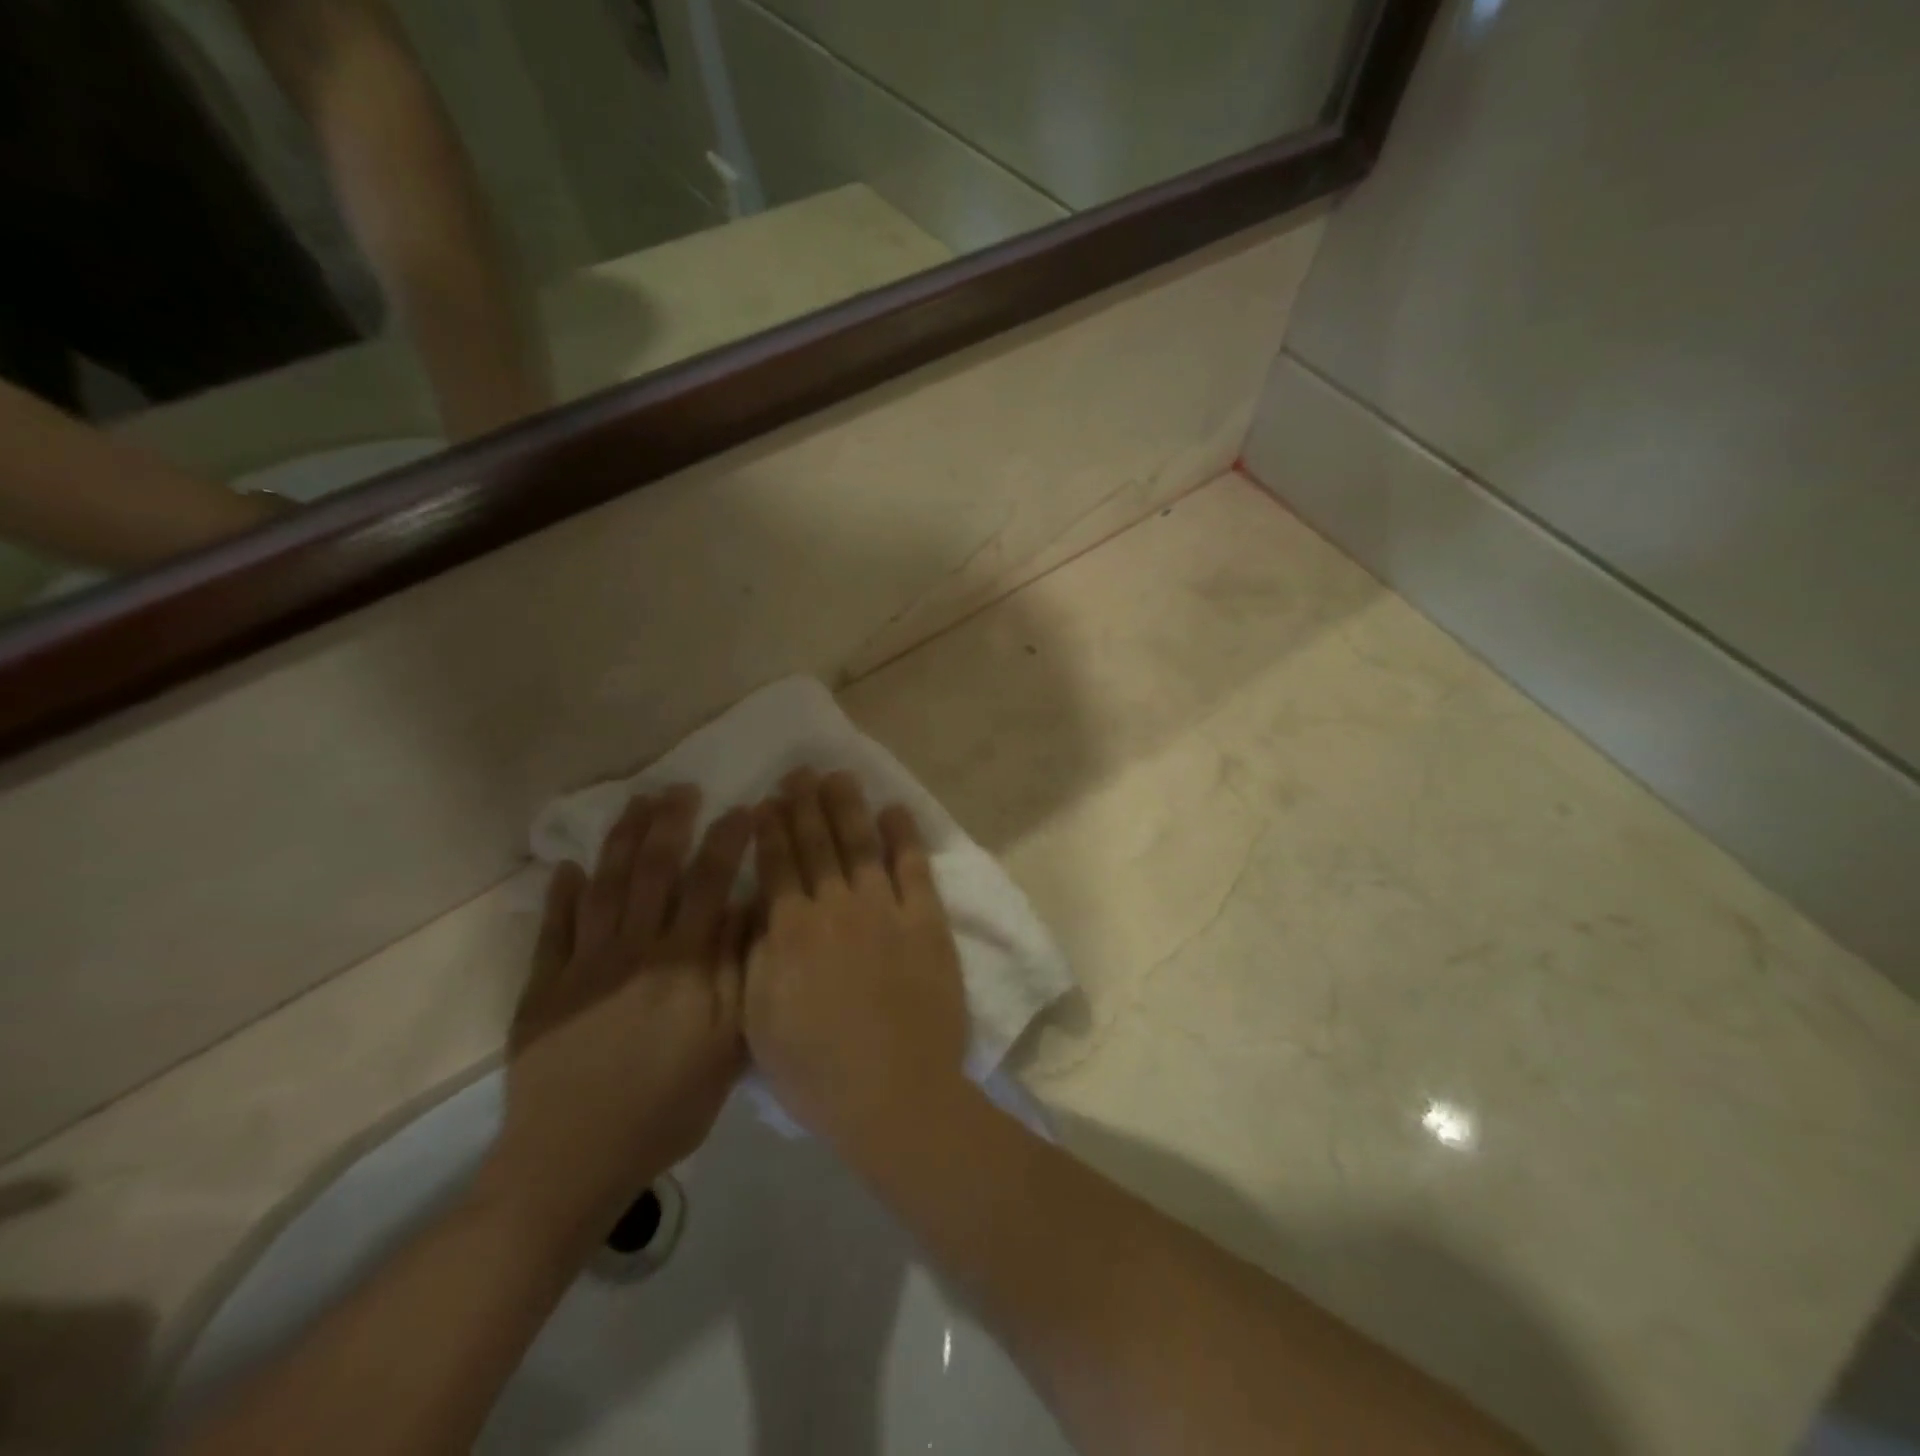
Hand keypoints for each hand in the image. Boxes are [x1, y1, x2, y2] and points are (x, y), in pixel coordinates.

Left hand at [483, 787, 749, 1245]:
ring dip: (621, 841)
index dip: (726, 842)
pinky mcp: (542, 988)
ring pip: (604, 887)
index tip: (742, 808)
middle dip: (669, 824)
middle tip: (680, 788)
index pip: (709, 885)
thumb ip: (737, 974)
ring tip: (636, 805)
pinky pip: (552, 929)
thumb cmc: (665, 1108)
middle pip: (652, 872)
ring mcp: (582, 965)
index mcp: (682, 963)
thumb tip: (746, 912)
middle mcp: (633, 950)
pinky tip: (566, 867)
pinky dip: (559, 895)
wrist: (571, 1161)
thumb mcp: (725, 1047)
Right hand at [744, 770, 969, 1147]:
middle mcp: (836, 908)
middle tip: (801, 772)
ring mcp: (885, 911)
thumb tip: (757, 908)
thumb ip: (756, 956)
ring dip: (848, 808)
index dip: (772, 829)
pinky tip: (895, 811)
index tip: (768, 800)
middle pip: (817, 845)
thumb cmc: (816, 1070)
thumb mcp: (759, 1020)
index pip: (778, 865)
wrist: (893, 1095)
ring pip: (861, 845)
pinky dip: (904, 837)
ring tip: (840, 776)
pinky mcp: (926, 923)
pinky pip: (914, 869)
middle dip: (805, 804)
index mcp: (791, 932)